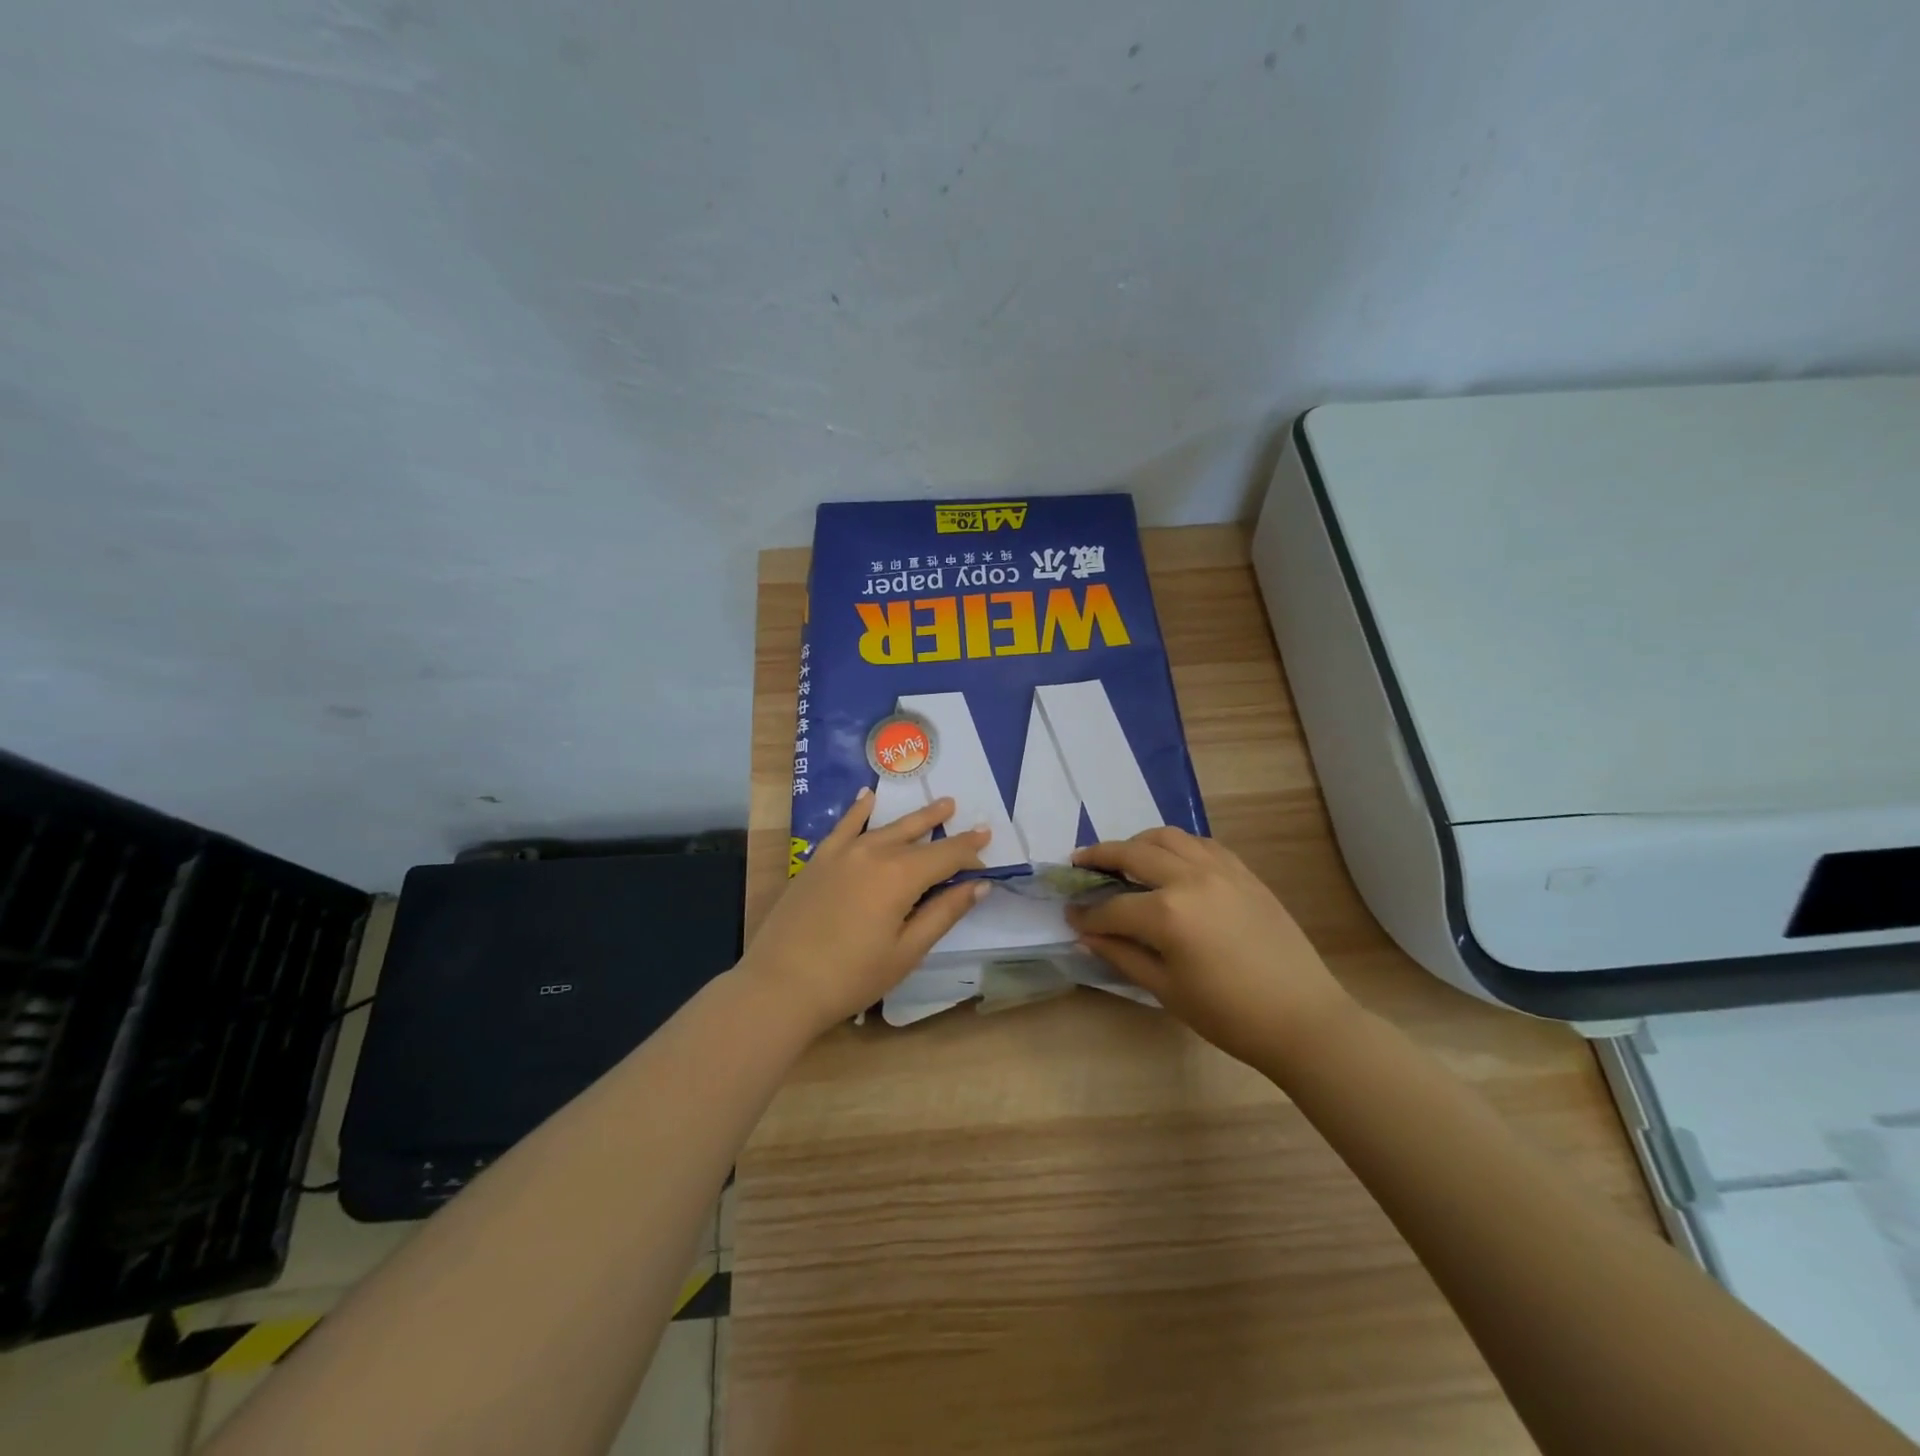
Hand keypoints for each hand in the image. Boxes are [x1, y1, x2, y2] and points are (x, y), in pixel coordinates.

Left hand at [738, 789, 991, 1036]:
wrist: (780, 984)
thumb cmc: (851, 976)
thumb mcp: (906, 951)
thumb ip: (943, 913)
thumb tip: (979, 885)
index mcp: (901, 875)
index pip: (947, 856)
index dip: (970, 854)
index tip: (988, 855)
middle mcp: (874, 852)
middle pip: (919, 835)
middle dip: (947, 828)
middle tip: (970, 819)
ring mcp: (843, 852)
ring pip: (887, 826)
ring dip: (915, 817)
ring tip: (940, 805)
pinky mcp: (819, 859)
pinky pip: (845, 825)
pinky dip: (860, 809)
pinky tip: (868, 796)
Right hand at [1064, 828, 1354, 1071]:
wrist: (1303, 1018)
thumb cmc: (1228, 1014)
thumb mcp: (1166, 989)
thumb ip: (1122, 955)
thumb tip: (1086, 934)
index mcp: (1168, 913)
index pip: (1113, 907)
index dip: (1087, 914)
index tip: (1070, 916)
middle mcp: (1190, 878)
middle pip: (1133, 854)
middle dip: (1100, 857)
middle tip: (1079, 863)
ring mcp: (1221, 870)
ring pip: (1167, 837)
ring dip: (1138, 843)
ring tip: (1123, 857)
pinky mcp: (1244, 872)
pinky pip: (1201, 844)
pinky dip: (1177, 846)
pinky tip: (1170, 862)